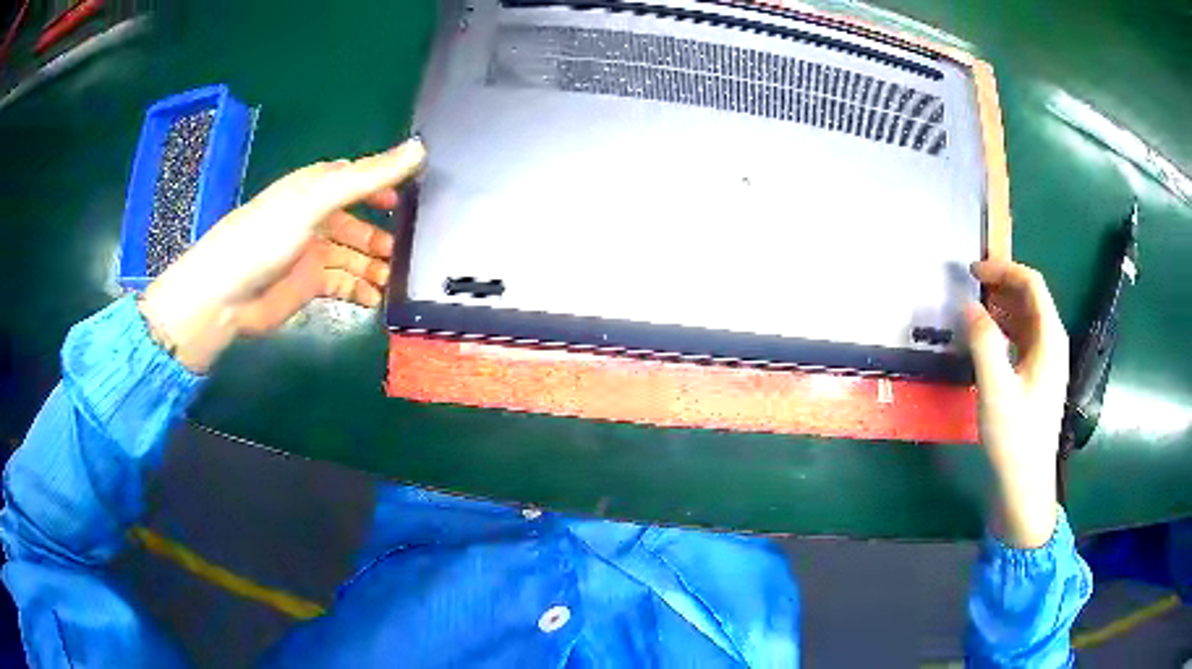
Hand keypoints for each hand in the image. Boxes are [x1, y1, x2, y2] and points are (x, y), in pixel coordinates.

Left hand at [139, 139, 426, 371]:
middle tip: (409, 252)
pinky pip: (343, 284)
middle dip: (383, 235)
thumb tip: (420, 149)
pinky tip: (375, 300)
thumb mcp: (316, 200)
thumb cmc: (266, 237)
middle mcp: (316, 217)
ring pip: (354, 256)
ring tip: (395, 280)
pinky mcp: (308, 285)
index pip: (359, 179)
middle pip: (359, 222)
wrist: (225, 296)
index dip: (385, 186)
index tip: (415, 198)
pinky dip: (361, 291)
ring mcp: (312, 252)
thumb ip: (366, 177)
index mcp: (316, 187)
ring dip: (375, 266)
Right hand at [965, 260, 1068, 547]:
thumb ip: (984, 343)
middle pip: (1031, 297)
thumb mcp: (996, 390)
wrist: (1025, 484)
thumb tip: (968, 305)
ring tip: (972, 306)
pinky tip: (986, 338)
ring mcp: (1046, 361)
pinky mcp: (1037, 377)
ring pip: (1026, 318)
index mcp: (1050, 339)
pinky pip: (1022, 338)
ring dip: (1001, 305)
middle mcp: (1052, 344)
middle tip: (969, 285)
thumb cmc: (1015, 438)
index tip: (973, 271)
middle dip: (1001, 283)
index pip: (1032, 284)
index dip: (1003, 269)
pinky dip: (1003, 327)